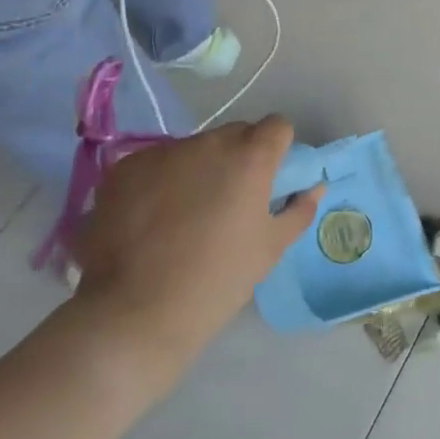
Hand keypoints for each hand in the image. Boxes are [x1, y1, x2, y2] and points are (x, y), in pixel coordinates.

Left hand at [70, 116, 320, 372]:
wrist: (136, 312)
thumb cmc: (218, 280)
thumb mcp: (270, 248)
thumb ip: (298, 210)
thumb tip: (314, 188)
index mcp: (250, 157)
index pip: (276, 126)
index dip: (277, 148)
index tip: (270, 177)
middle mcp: (208, 143)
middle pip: (234, 134)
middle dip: (238, 157)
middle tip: (229, 199)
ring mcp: (162, 153)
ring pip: (193, 148)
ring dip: (199, 168)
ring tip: (185, 212)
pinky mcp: (125, 168)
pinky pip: (156, 163)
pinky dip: (161, 180)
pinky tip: (153, 217)